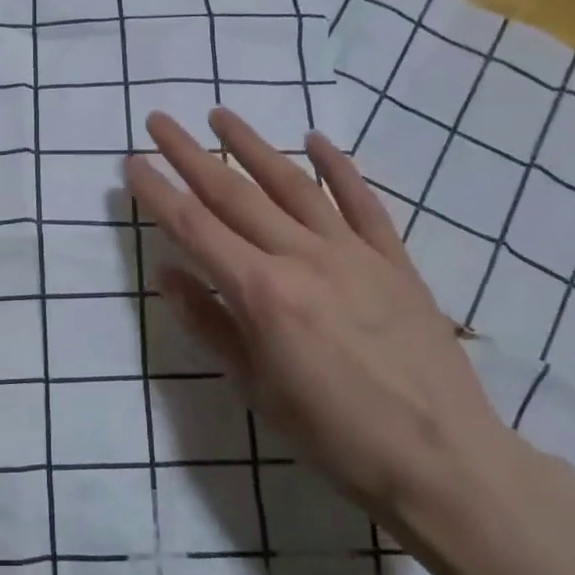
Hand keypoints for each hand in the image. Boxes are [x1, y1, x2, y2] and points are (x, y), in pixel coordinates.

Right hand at [123, 109, 501, 520]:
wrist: (442, 458)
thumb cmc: (333, 434)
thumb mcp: (255, 388)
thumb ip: (209, 323)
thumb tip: (166, 273)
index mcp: (262, 293)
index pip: (195, 228)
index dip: (158, 192)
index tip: (131, 161)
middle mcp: (302, 257)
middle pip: (235, 195)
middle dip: (190, 155)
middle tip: (160, 120)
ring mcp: (352, 253)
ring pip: (293, 185)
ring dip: (253, 146)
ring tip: (221, 115)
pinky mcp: (392, 260)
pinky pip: (361, 202)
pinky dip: (338, 167)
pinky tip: (315, 140)